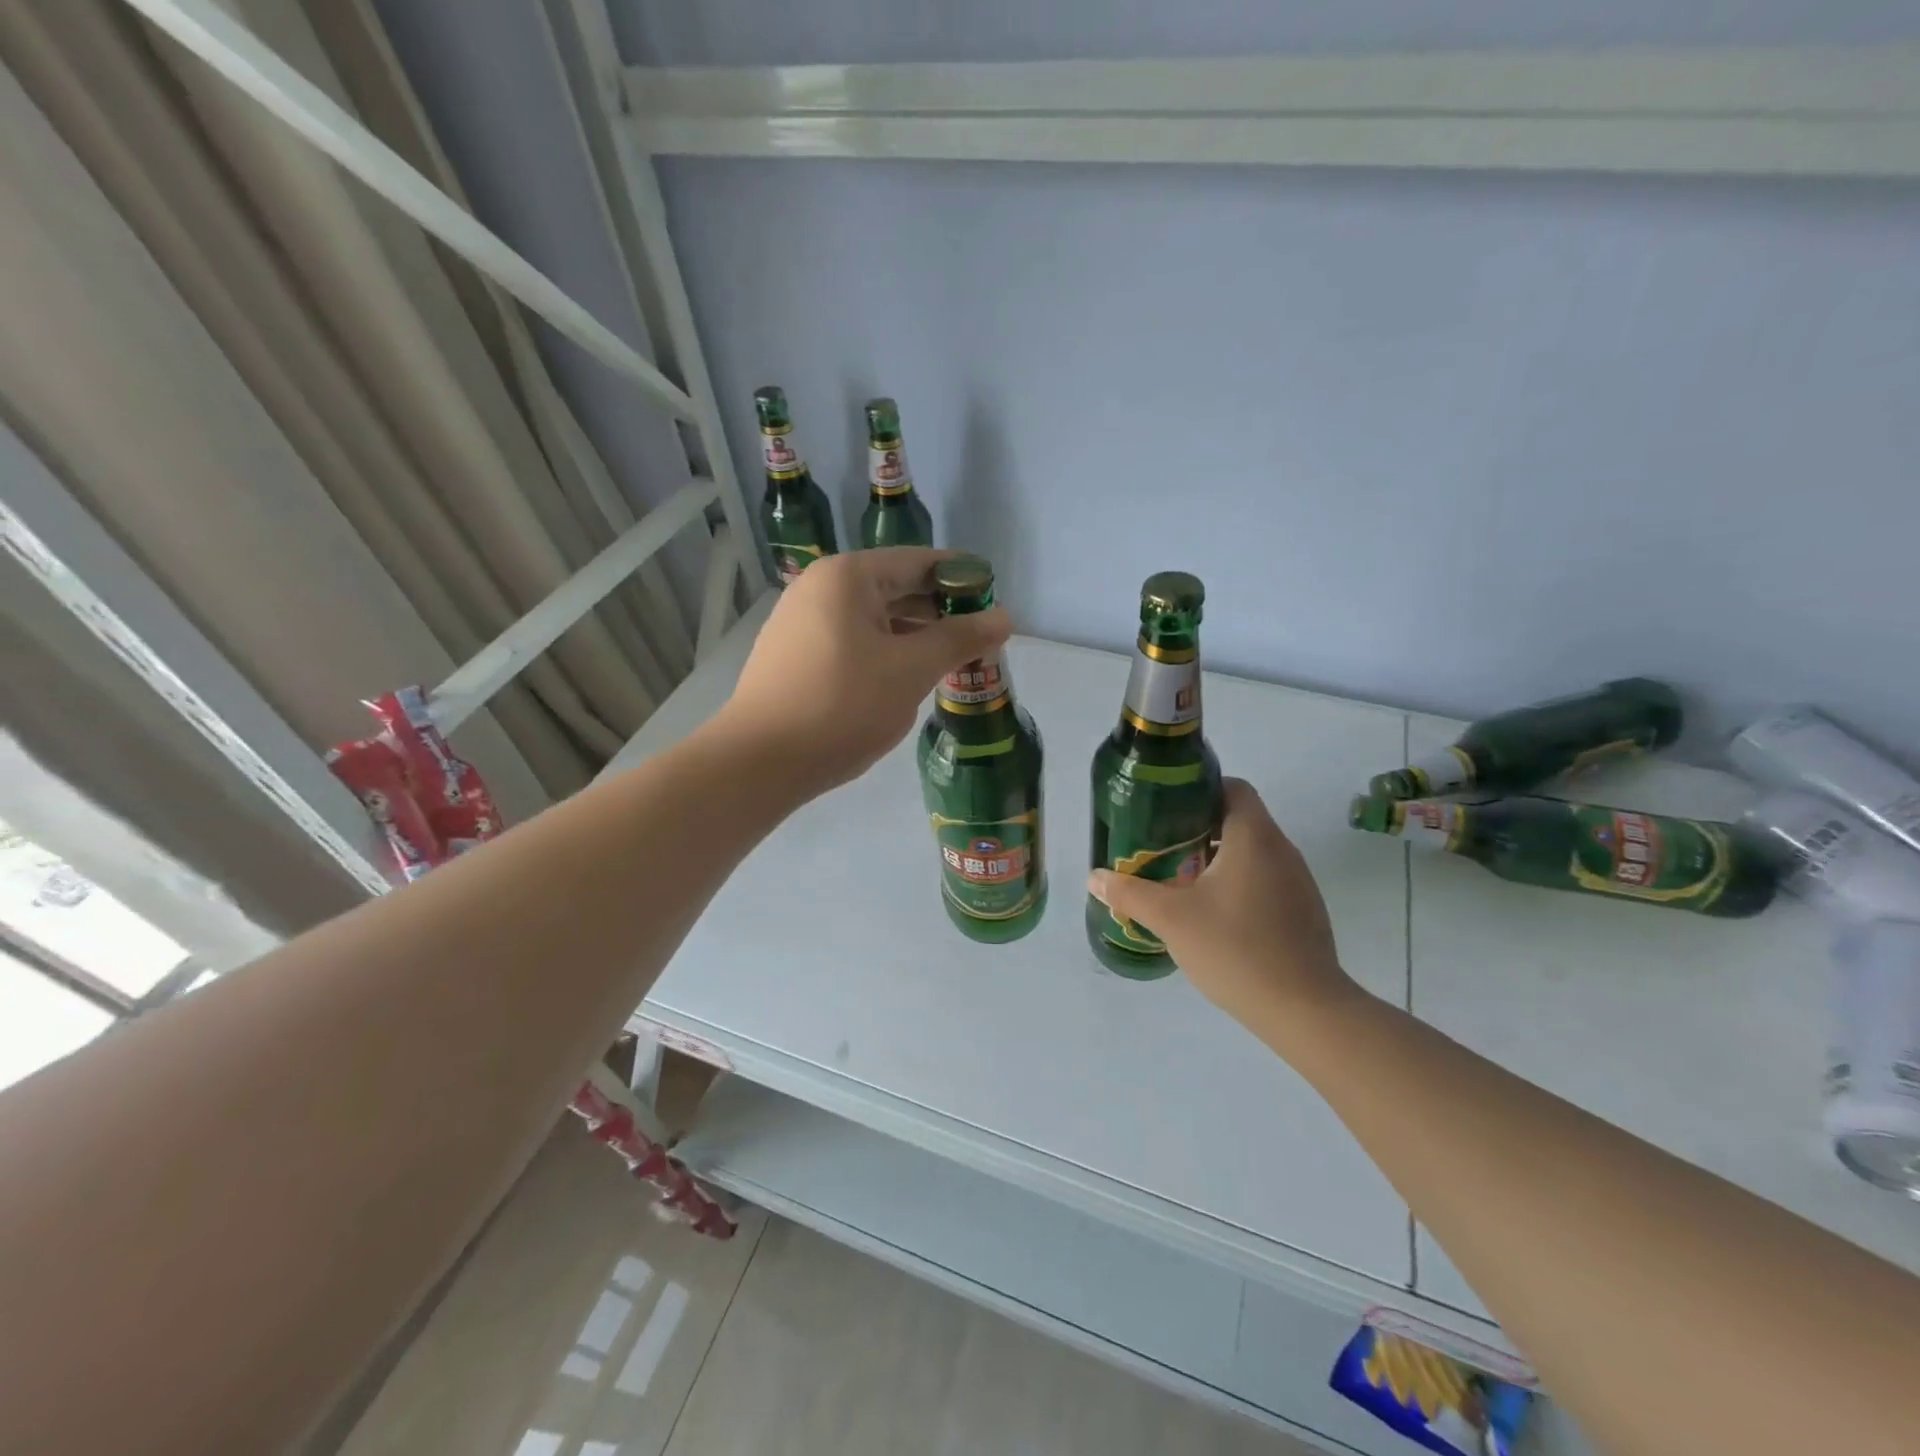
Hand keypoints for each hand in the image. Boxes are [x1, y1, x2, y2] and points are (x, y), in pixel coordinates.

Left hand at [716, 549, 1011, 799]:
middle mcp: (820, 588)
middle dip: (941, 613)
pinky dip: (885, 653)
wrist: (760, 761)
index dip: (962, 579)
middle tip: (980, 640)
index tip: (995, 602)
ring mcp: (802, 622)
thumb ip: (960, 638)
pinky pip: (854, 642)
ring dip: (915, 637)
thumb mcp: (911, 670)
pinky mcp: (796, 655)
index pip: (920, 562)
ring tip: (952, 663)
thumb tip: (1005, 616)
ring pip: (875, 619)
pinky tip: (906, 681)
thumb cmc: (842, 705)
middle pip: (896, 588)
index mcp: (848, 576)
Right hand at [1087, 779, 1355, 1031]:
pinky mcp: (1304, 911)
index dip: (1199, 790)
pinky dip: (1238, 883)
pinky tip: (1214, 915)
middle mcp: (1282, 850)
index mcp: (1254, 838)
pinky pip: (1266, 880)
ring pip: (1252, 852)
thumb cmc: (1235, 950)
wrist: (1304, 1011)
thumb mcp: (1171, 919)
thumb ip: (1129, 893)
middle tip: (1161, 847)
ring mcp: (1298, 882)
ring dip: (1217, 858)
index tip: (1167, 810)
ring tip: (1181, 881)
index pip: (1233, 787)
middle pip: (1239, 819)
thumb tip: (1094, 878)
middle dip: (1198, 829)